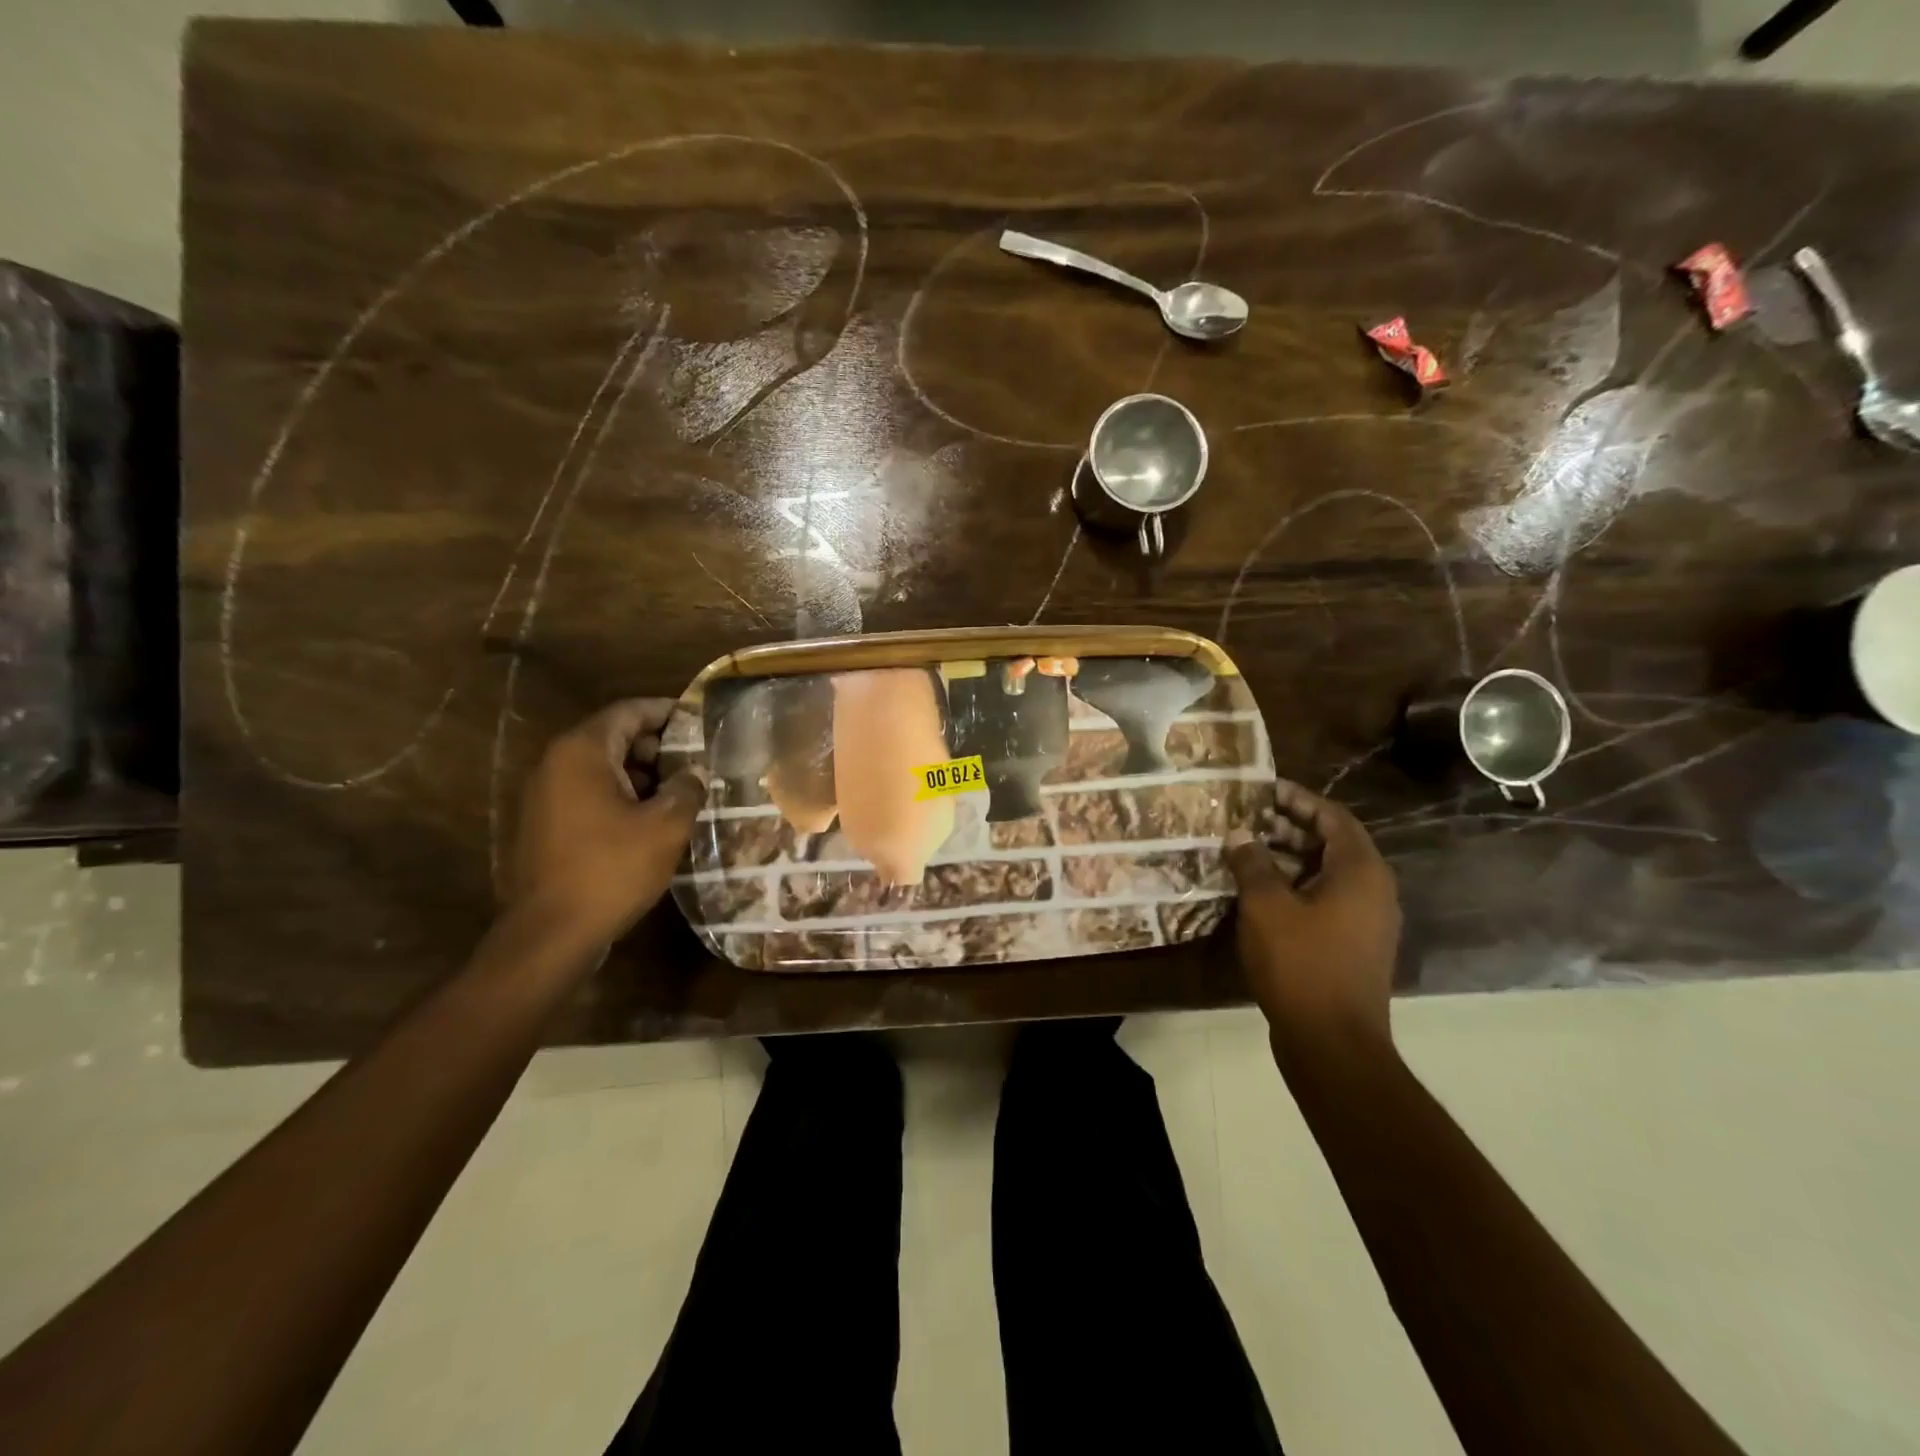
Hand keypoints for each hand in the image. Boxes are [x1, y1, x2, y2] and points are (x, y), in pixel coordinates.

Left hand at [506, 699, 707, 947]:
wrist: (552, 932)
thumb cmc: (612, 869)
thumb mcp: (666, 826)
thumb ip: (687, 788)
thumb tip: (695, 772)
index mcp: (583, 752)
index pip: (629, 711)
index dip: (667, 712)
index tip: (700, 720)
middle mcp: (556, 763)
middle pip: (613, 736)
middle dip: (657, 746)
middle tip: (696, 761)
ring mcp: (545, 795)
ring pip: (602, 767)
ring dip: (642, 774)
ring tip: (682, 792)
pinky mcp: (545, 824)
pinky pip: (589, 793)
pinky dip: (621, 795)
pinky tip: (652, 820)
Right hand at [1224, 780, 1401, 1051]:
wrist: (1332, 1043)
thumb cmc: (1301, 964)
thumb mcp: (1266, 906)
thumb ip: (1252, 863)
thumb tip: (1240, 835)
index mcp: (1361, 871)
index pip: (1333, 816)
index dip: (1298, 798)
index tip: (1263, 789)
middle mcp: (1372, 889)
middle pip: (1331, 842)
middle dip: (1288, 827)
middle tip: (1246, 820)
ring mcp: (1365, 920)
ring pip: (1325, 873)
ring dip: (1287, 858)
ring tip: (1243, 852)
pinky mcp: (1351, 944)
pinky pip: (1323, 899)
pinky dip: (1293, 887)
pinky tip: (1256, 893)